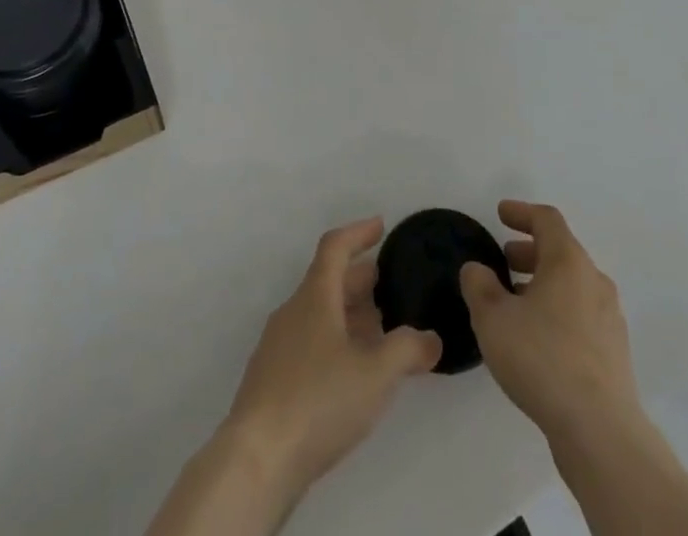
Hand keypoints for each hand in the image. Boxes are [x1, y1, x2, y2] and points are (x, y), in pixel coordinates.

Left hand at [223, 216, 442, 494]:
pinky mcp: (272, 381)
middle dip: (360, 280)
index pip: (335, 246)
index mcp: (315, 296)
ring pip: (319, 315)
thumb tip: (431, 338)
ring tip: (380, 333)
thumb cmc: (318, 400)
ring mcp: (278, 347)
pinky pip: (310, 344)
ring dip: (349, 316)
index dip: (359, 232)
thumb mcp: (376, 373)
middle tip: (391, 286)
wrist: (256, 460)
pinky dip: (335, 344)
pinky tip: (352, 375)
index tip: (381, 226)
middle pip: (328, 282)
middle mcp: (293, 311)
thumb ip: (408, 349)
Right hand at [459, 200, 641, 445]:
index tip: (501, 213)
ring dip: (543, 283)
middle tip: (504, 258)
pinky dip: (557, 310)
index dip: (521, 212)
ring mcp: (609, 317)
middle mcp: (594, 280)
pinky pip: (581, 314)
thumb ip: (479, 286)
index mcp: (568, 261)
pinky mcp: (614, 352)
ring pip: (572, 285)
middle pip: (561, 251)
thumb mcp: (493, 319)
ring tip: (515, 301)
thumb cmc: (542, 359)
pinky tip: (537, 338)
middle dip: (530, 250)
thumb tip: (477, 269)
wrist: (600, 430)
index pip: (546, 220)